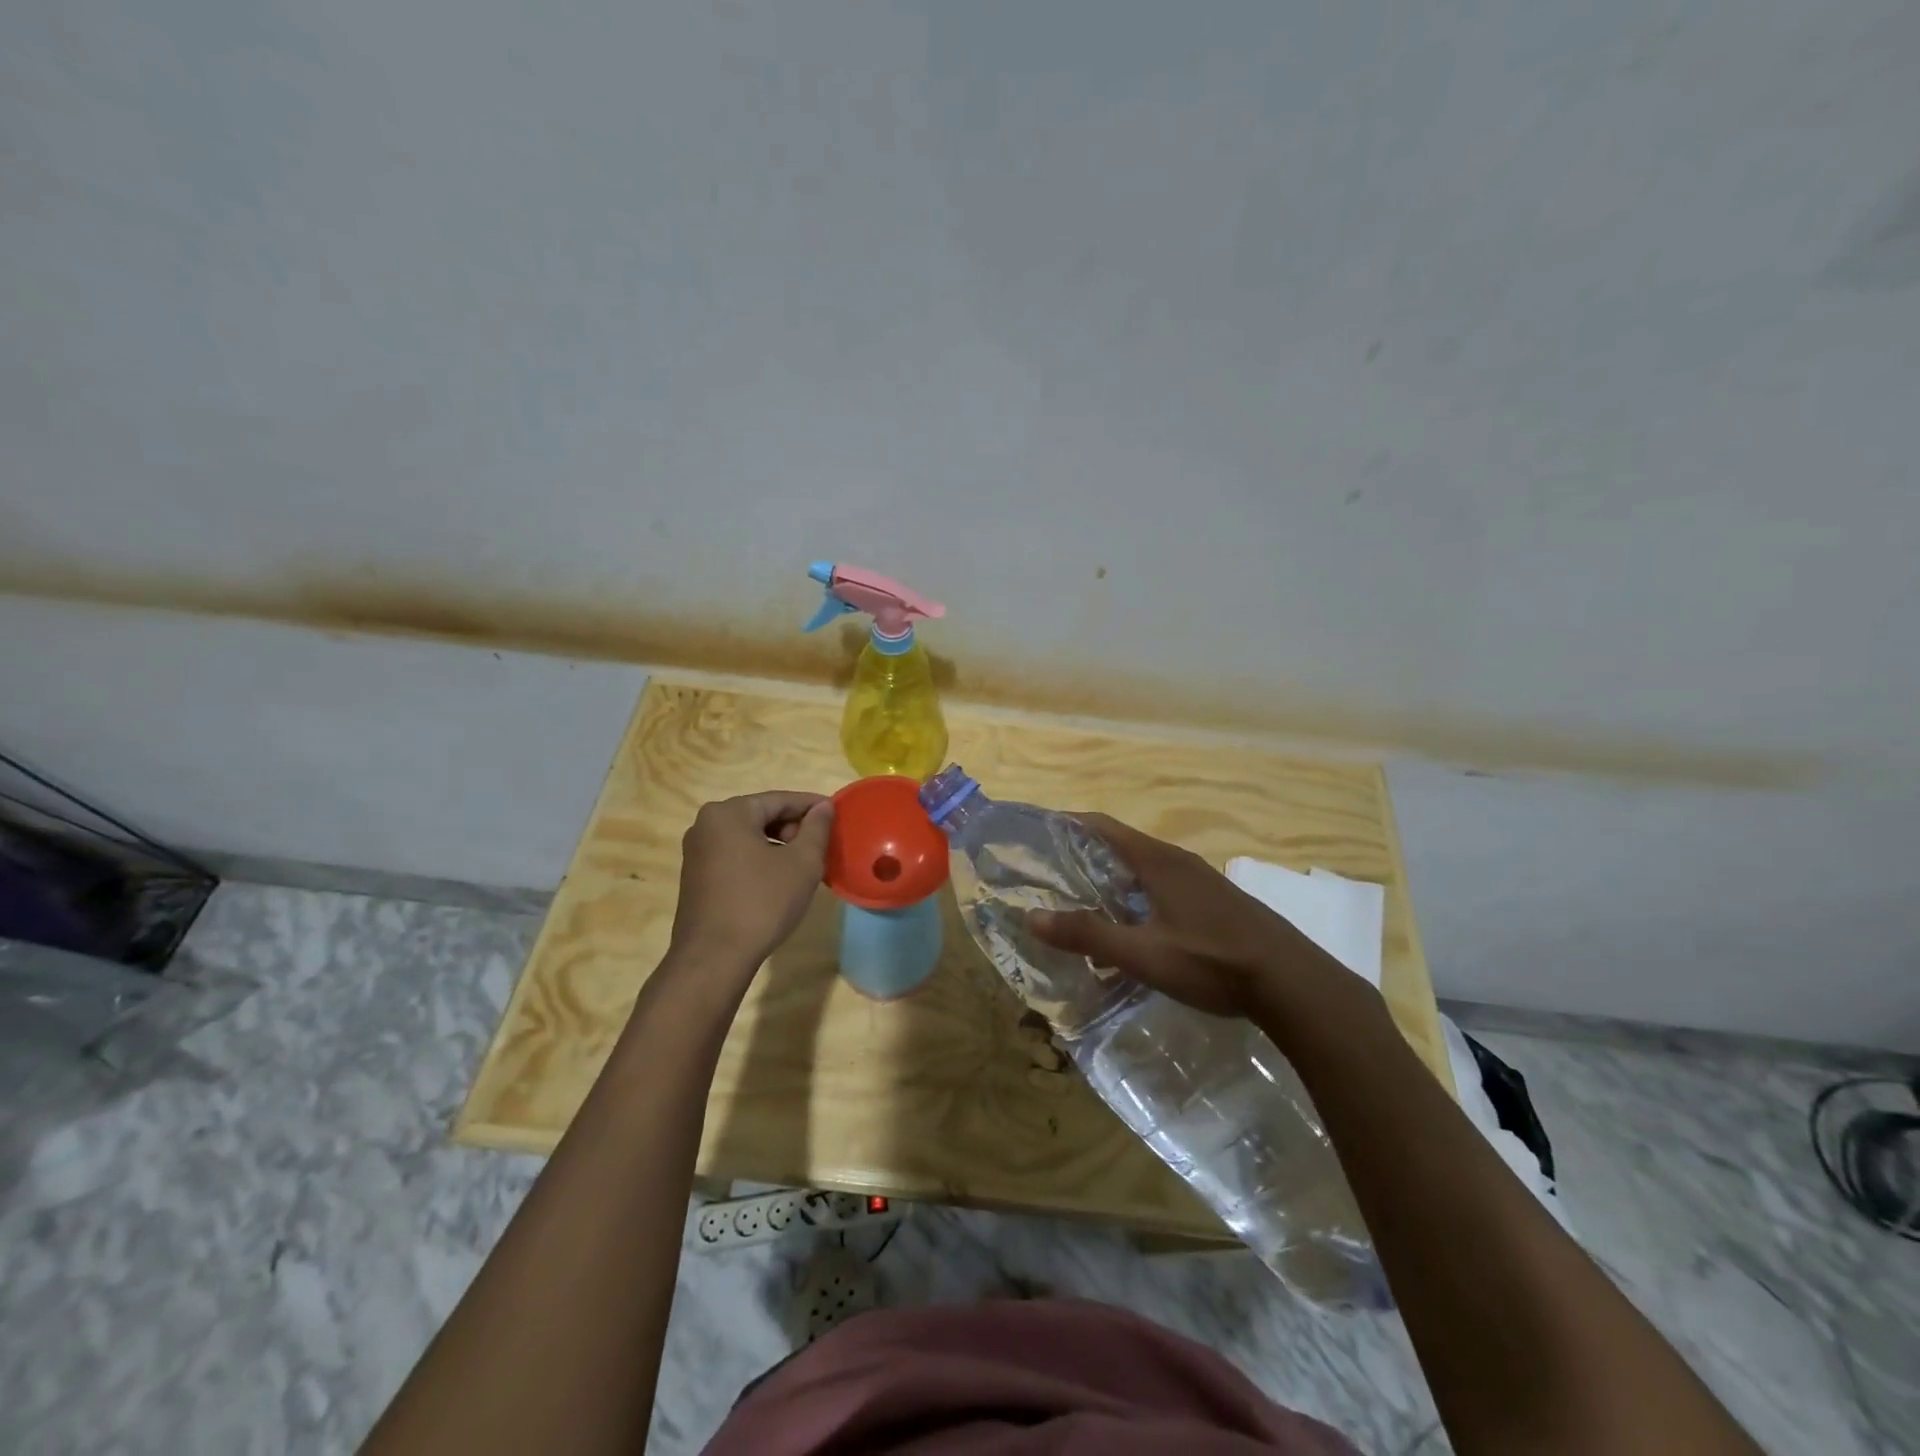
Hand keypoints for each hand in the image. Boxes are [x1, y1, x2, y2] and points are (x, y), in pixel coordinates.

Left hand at [668, 791, 833, 972]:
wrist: (714, 958)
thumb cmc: (762, 902)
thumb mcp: (801, 863)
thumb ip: (816, 828)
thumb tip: (823, 807)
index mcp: (729, 812)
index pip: (780, 799)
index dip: (812, 806)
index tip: (837, 815)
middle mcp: (706, 824)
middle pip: (761, 815)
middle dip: (794, 827)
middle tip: (822, 845)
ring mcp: (697, 851)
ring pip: (748, 836)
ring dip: (779, 845)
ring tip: (805, 864)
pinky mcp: (696, 876)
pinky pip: (735, 855)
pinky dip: (760, 859)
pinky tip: (779, 879)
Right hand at [1029, 814, 1387, 1045]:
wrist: (1293, 984)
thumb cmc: (1212, 961)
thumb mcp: (1143, 954)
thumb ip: (1088, 935)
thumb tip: (1032, 917)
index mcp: (1158, 861)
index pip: (1103, 826)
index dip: (1069, 823)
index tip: (1038, 832)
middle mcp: (1179, 861)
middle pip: (1123, 844)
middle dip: (1085, 853)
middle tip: (1051, 873)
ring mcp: (1202, 880)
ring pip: (1146, 867)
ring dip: (1113, 876)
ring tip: (1084, 899)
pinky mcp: (1217, 902)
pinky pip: (1165, 885)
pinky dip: (1138, 893)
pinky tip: (1134, 925)